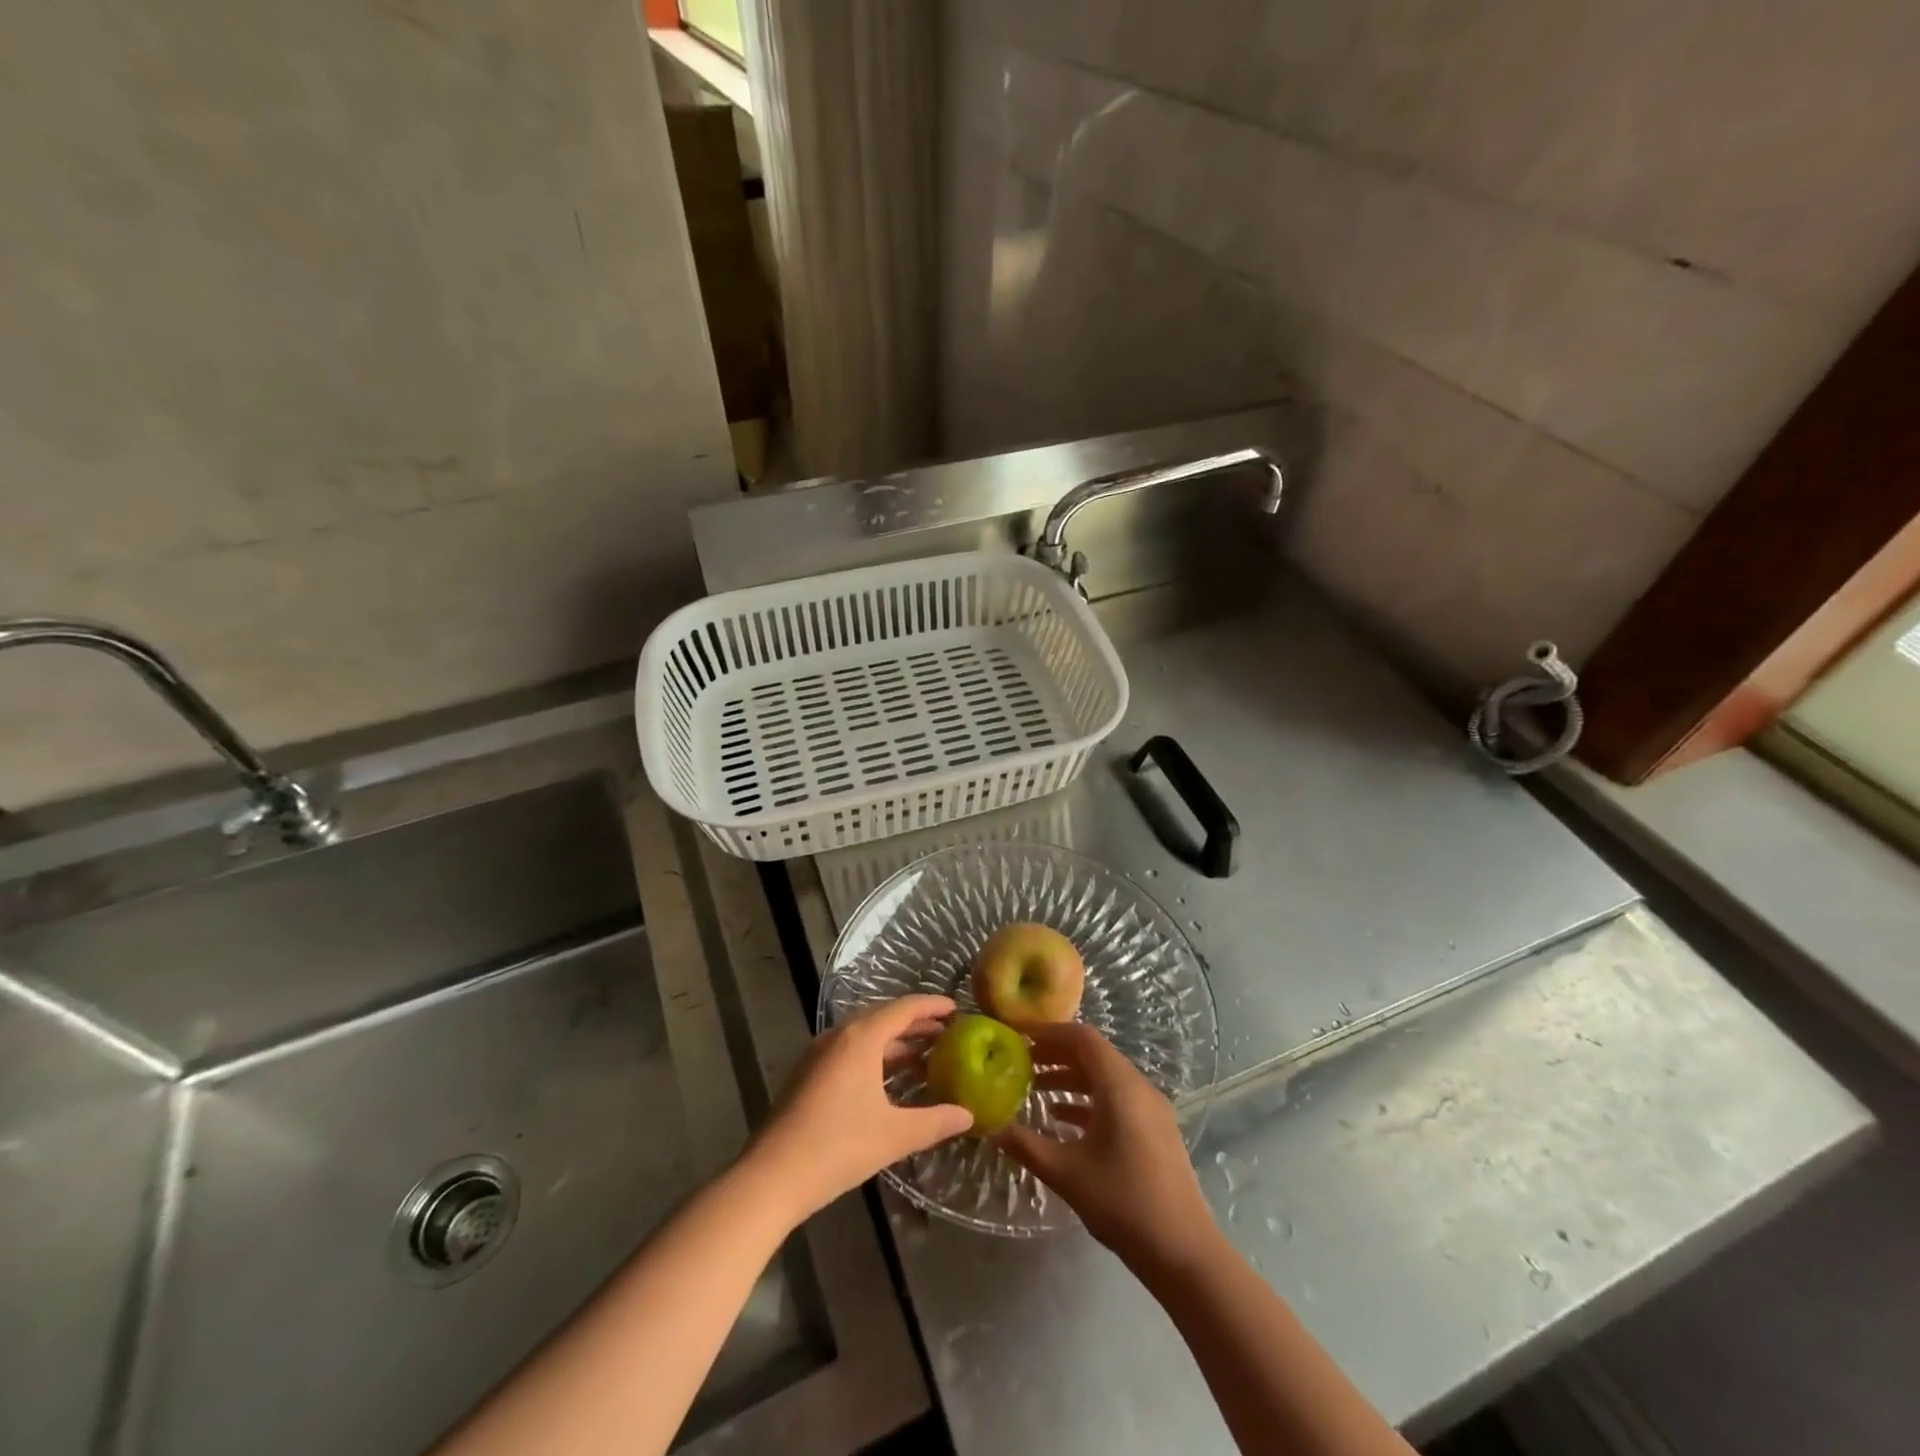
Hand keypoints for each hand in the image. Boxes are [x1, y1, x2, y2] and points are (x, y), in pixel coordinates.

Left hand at [750, 994, 973, 1220]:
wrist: (771, 1176)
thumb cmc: (838, 1147)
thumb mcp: (894, 1135)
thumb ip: (934, 1122)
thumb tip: (967, 1115)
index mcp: (861, 1038)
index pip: (904, 1008)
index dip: (931, 1006)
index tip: (956, 1009)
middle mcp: (839, 1036)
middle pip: (883, 1017)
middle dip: (915, 1024)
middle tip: (946, 1034)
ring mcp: (819, 1054)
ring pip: (864, 1036)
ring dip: (894, 1042)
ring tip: (923, 1058)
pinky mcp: (808, 1074)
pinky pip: (849, 1051)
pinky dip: (874, 1056)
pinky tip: (887, 1082)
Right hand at [999, 1021, 1216, 1274]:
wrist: (1184, 1253)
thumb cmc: (1123, 1203)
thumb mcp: (1066, 1173)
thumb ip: (1025, 1145)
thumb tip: (990, 1126)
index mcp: (1120, 1086)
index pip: (1082, 1038)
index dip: (1049, 1033)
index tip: (1019, 1038)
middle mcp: (1138, 1087)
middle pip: (1094, 1054)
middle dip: (1056, 1054)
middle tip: (1020, 1062)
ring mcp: (1150, 1109)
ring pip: (1105, 1077)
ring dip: (1070, 1078)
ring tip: (1034, 1089)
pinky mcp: (1155, 1130)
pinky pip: (1117, 1098)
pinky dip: (1088, 1100)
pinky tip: (1062, 1119)